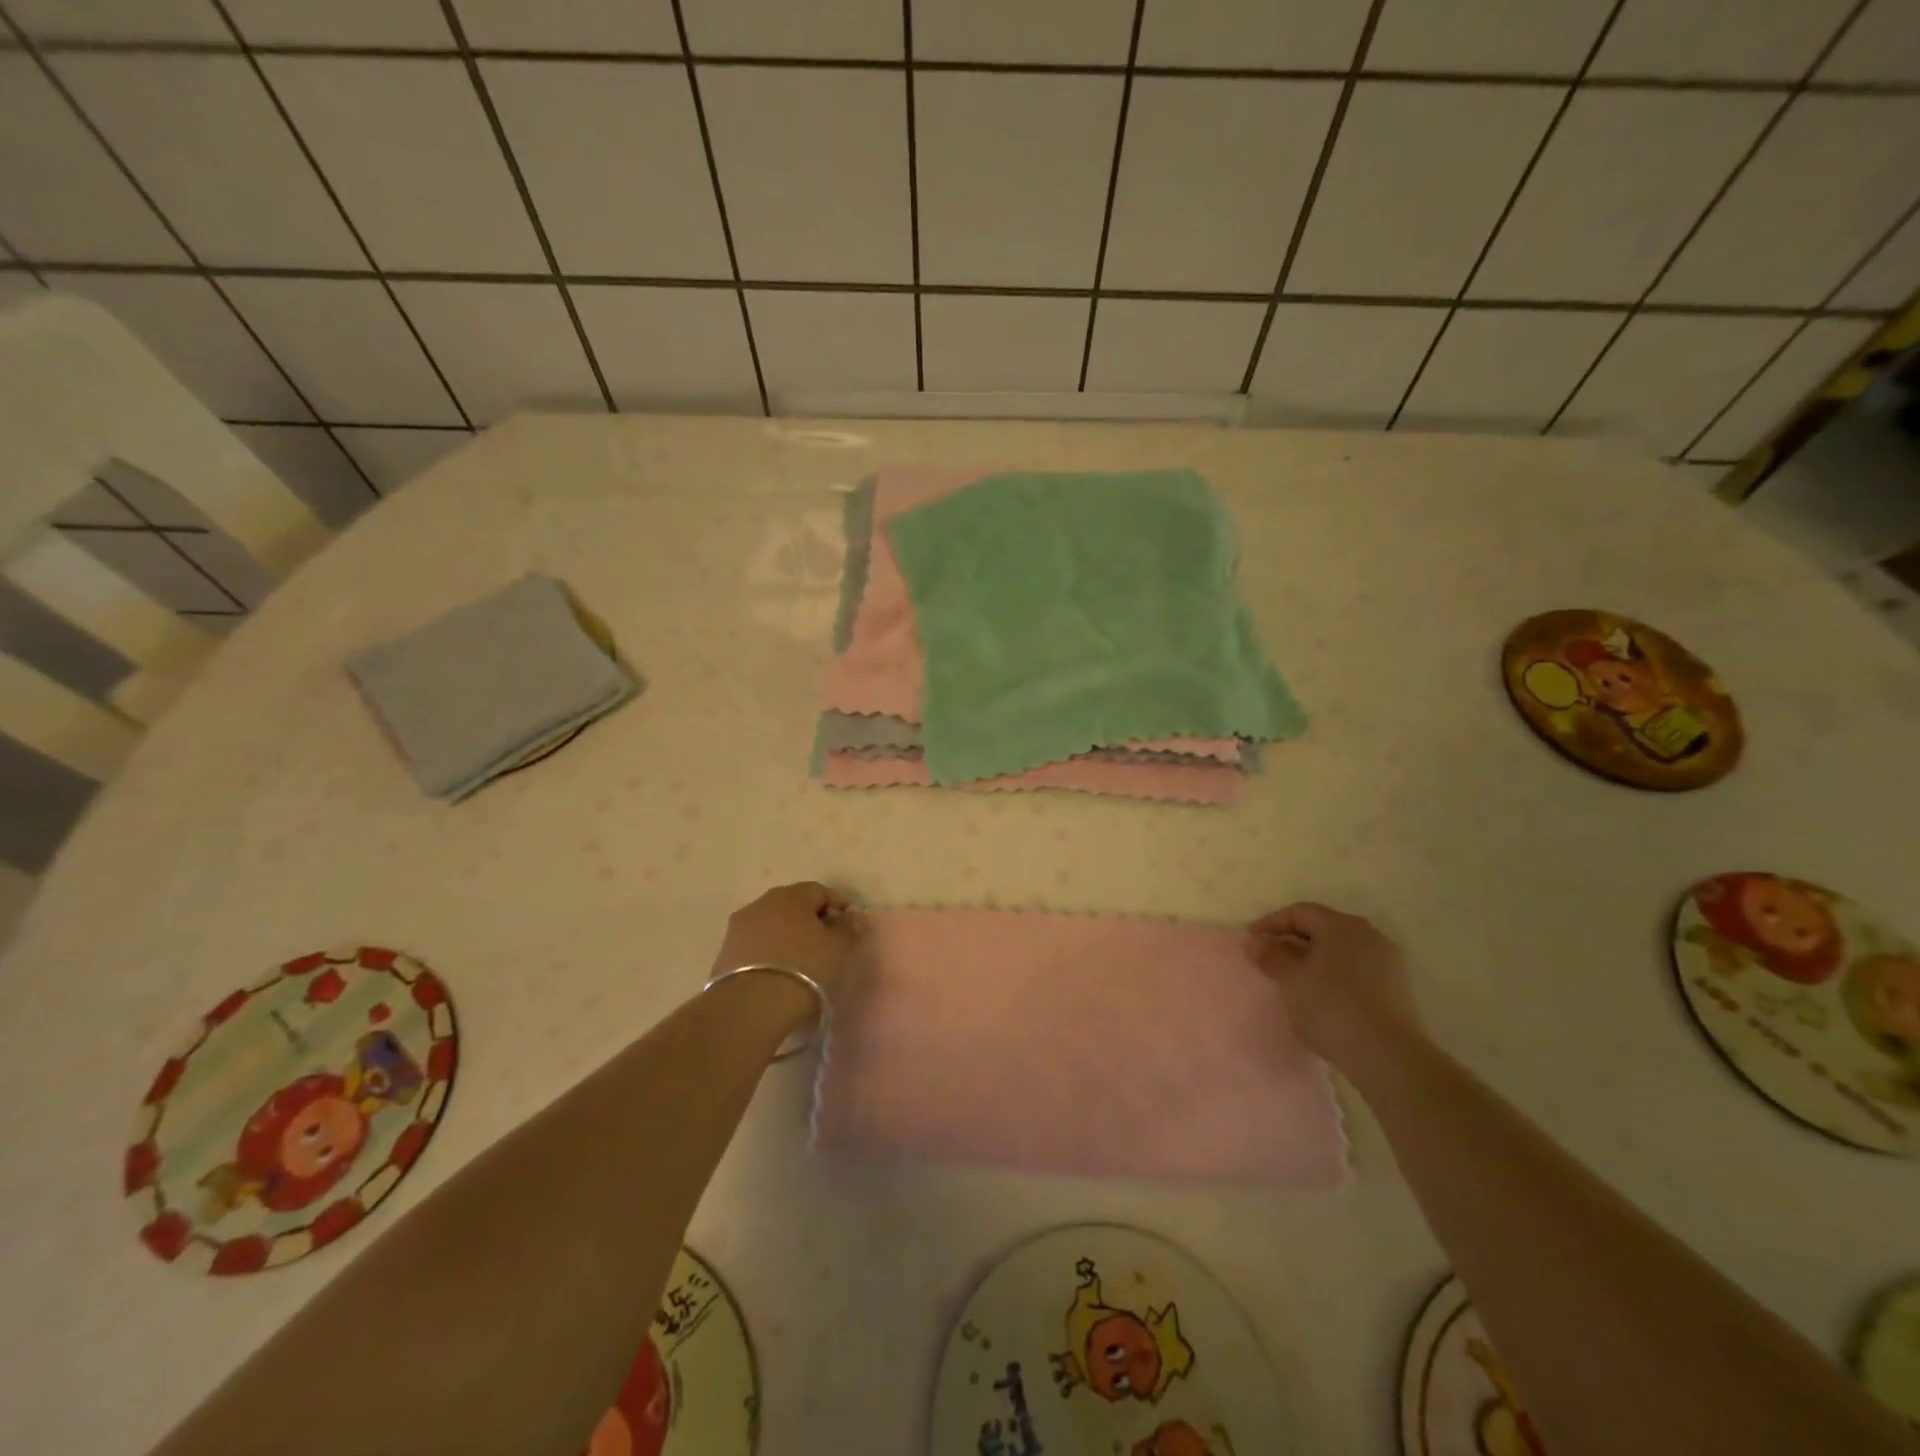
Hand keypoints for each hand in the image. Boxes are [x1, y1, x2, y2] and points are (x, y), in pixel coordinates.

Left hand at [712, 882, 863, 1004]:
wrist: (751, 1006)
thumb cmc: (804, 968)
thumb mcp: (838, 949)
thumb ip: (848, 928)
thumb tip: (850, 916)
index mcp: (791, 895)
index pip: (820, 891)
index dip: (838, 905)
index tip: (850, 926)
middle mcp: (762, 903)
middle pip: (793, 905)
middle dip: (811, 919)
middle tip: (826, 942)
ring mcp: (739, 927)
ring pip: (772, 924)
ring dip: (788, 936)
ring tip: (801, 960)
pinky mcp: (724, 953)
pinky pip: (755, 945)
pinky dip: (770, 952)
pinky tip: (779, 972)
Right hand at [1246, 902, 1420, 1067]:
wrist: (1389, 1057)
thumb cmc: (1331, 1009)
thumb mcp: (1291, 981)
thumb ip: (1270, 957)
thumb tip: (1256, 942)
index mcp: (1341, 926)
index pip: (1299, 912)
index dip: (1271, 923)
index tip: (1252, 941)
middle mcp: (1367, 934)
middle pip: (1322, 927)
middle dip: (1293, 939)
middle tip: (1271, 958)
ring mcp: (1387, 960)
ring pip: (1341, 948)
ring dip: (1315, 957)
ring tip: (1295, 978)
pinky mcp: (1397, 986)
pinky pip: (1357, 967)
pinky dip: (1335, 972)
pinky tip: (1323, 994)